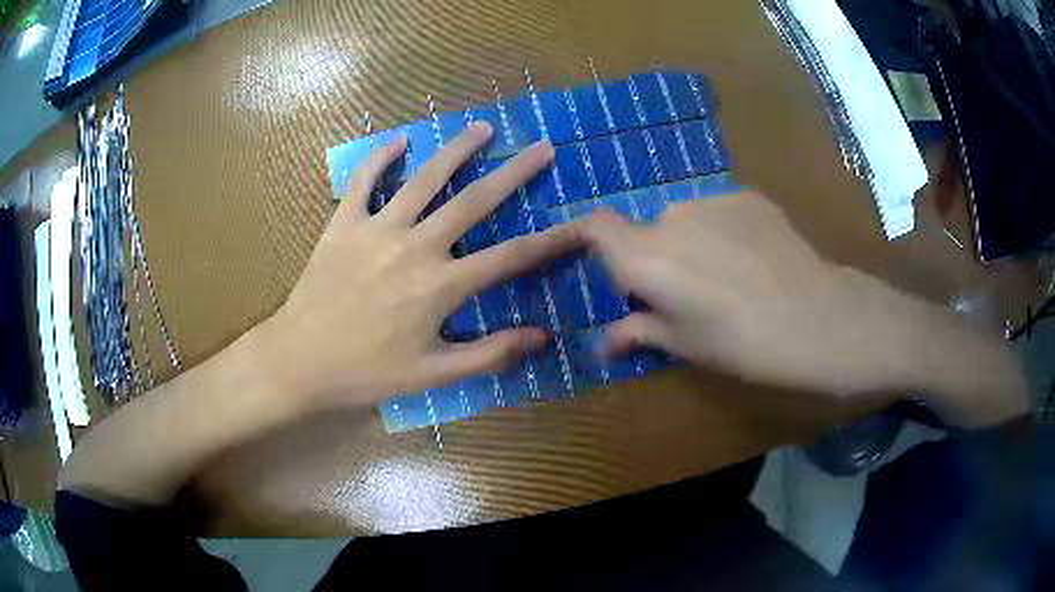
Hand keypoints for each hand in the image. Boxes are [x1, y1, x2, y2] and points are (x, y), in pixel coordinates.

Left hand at [257, 122, 580, 409]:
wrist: (299, 360)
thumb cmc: (366, 371)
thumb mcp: (432, 373)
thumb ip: (489, 353)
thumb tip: (541, 337)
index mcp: (440, 286)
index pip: (510, 258)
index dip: (550, 242)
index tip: (579, 225)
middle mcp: (415, 247)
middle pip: (474, 202)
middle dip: (513, 174)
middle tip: (541, 148)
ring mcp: (377, 229)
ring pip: (424, 180)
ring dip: (456, 151)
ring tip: (482, 129)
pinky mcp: (343, 223)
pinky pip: (363, 181)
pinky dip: (379, 158)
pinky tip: (397, 141)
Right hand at [583, 194, 1027, 426]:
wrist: (823, 318)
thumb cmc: (747, 345)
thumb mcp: (686, 347)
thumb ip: (637, 333)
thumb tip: (601, 343)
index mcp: (648, 257)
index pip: (594, 226)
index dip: (584, 238)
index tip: (593, 262)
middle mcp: (673, 216)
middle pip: (646, 229)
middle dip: (653, 258)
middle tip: (681, 296)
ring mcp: (714, 200)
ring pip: (685, 220)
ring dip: (690, 245)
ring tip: (726, 280)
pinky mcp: (748, 196)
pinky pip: (719, 212)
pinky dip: (722, 232)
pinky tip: (753, 262)